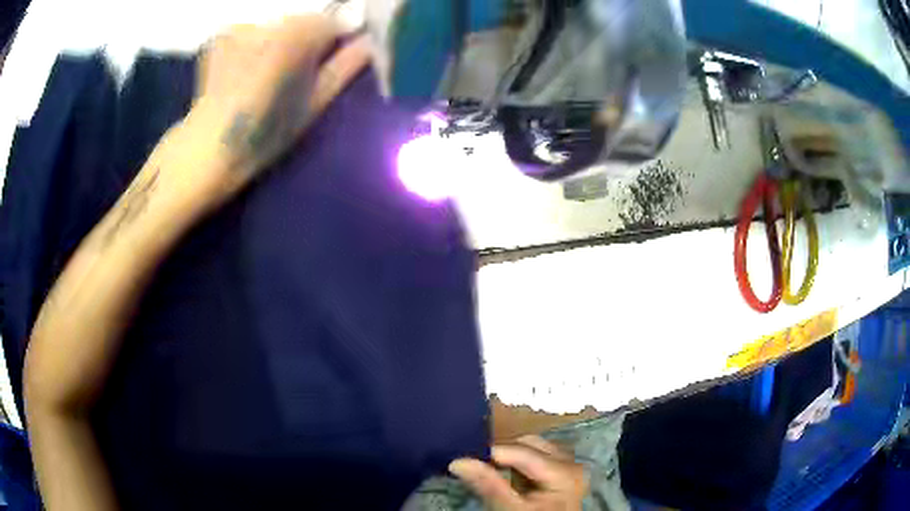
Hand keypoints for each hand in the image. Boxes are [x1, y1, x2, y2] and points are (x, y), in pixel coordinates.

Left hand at [182, 15, 369, 200]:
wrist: (208, 149)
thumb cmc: (265, 135)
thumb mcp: (313, 105)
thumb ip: (344, 67)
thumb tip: (369, 43)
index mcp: (296, 36)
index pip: (332, 23)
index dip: (335, 42)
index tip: (329, 64)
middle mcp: (268, 21)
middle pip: (302, 21)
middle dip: (305, 41)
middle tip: (294, 73)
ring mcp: (241, 26)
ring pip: (276, 26)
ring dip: (278, 42)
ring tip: (266, 73)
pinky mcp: (221, 35)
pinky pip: (251, 31)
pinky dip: (253, 44)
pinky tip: (243, 69)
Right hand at [449, 436, 586, 510]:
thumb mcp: (511, 509)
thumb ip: (488, 485)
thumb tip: (458, 462)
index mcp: (564, 471)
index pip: (521, 451)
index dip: (490, 453)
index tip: (463, 459)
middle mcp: (571, 462)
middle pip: (529, 444)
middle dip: (502, 453)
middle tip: (476, 465)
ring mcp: (569, 466)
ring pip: (533, 448)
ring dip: (510, 457)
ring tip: (489, 471)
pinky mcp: (563, 472)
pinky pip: (538, 457)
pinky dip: (519, 463)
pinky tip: (507, 477)